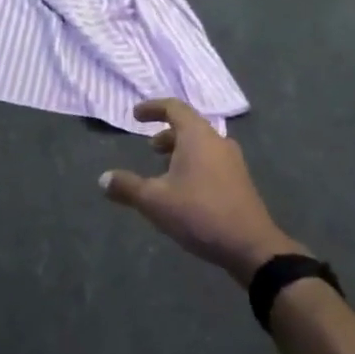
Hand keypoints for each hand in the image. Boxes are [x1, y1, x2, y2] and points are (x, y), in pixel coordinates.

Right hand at [100, 98, 300, 282]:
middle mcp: (217, 141)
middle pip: (189, 126)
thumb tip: (103, 179)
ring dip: (180, 150)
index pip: (174, 107)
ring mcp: (232, 161)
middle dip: (166, 133)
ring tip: (164, 169)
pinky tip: (184, 189)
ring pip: (201, 144)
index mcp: (197, 136)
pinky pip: (211, 160)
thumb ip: (127, 187)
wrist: (251, 246)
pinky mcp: (239, 181)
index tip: (136, 115)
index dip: (153, 108)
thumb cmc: (199, 214)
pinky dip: (193, 163)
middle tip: (150, 148)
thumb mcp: (155, 201)